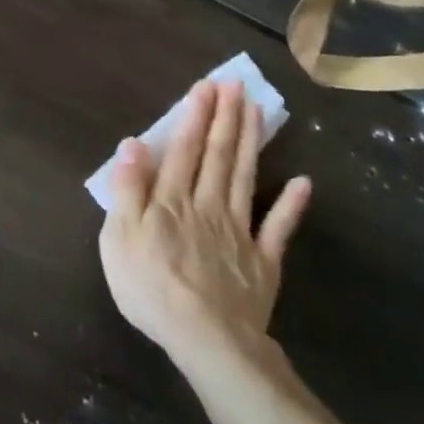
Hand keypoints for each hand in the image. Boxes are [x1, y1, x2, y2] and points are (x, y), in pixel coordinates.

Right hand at [99, 79, 310, 371]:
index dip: (194, 117)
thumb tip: (132, 144)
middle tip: (235, 85)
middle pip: (218, 155)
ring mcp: (239, 232)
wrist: (205, 338)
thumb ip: (128, 188)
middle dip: (225, 118)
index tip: (206, 87)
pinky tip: (304, 183)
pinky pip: (278, 229)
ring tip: (258, 111)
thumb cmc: (150, 285)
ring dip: (251, 143)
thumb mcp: (119, 235)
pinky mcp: (262, 261)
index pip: (183, 149)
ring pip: (245, 178)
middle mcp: (207, 205)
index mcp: (171, 199)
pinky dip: (292, 205)